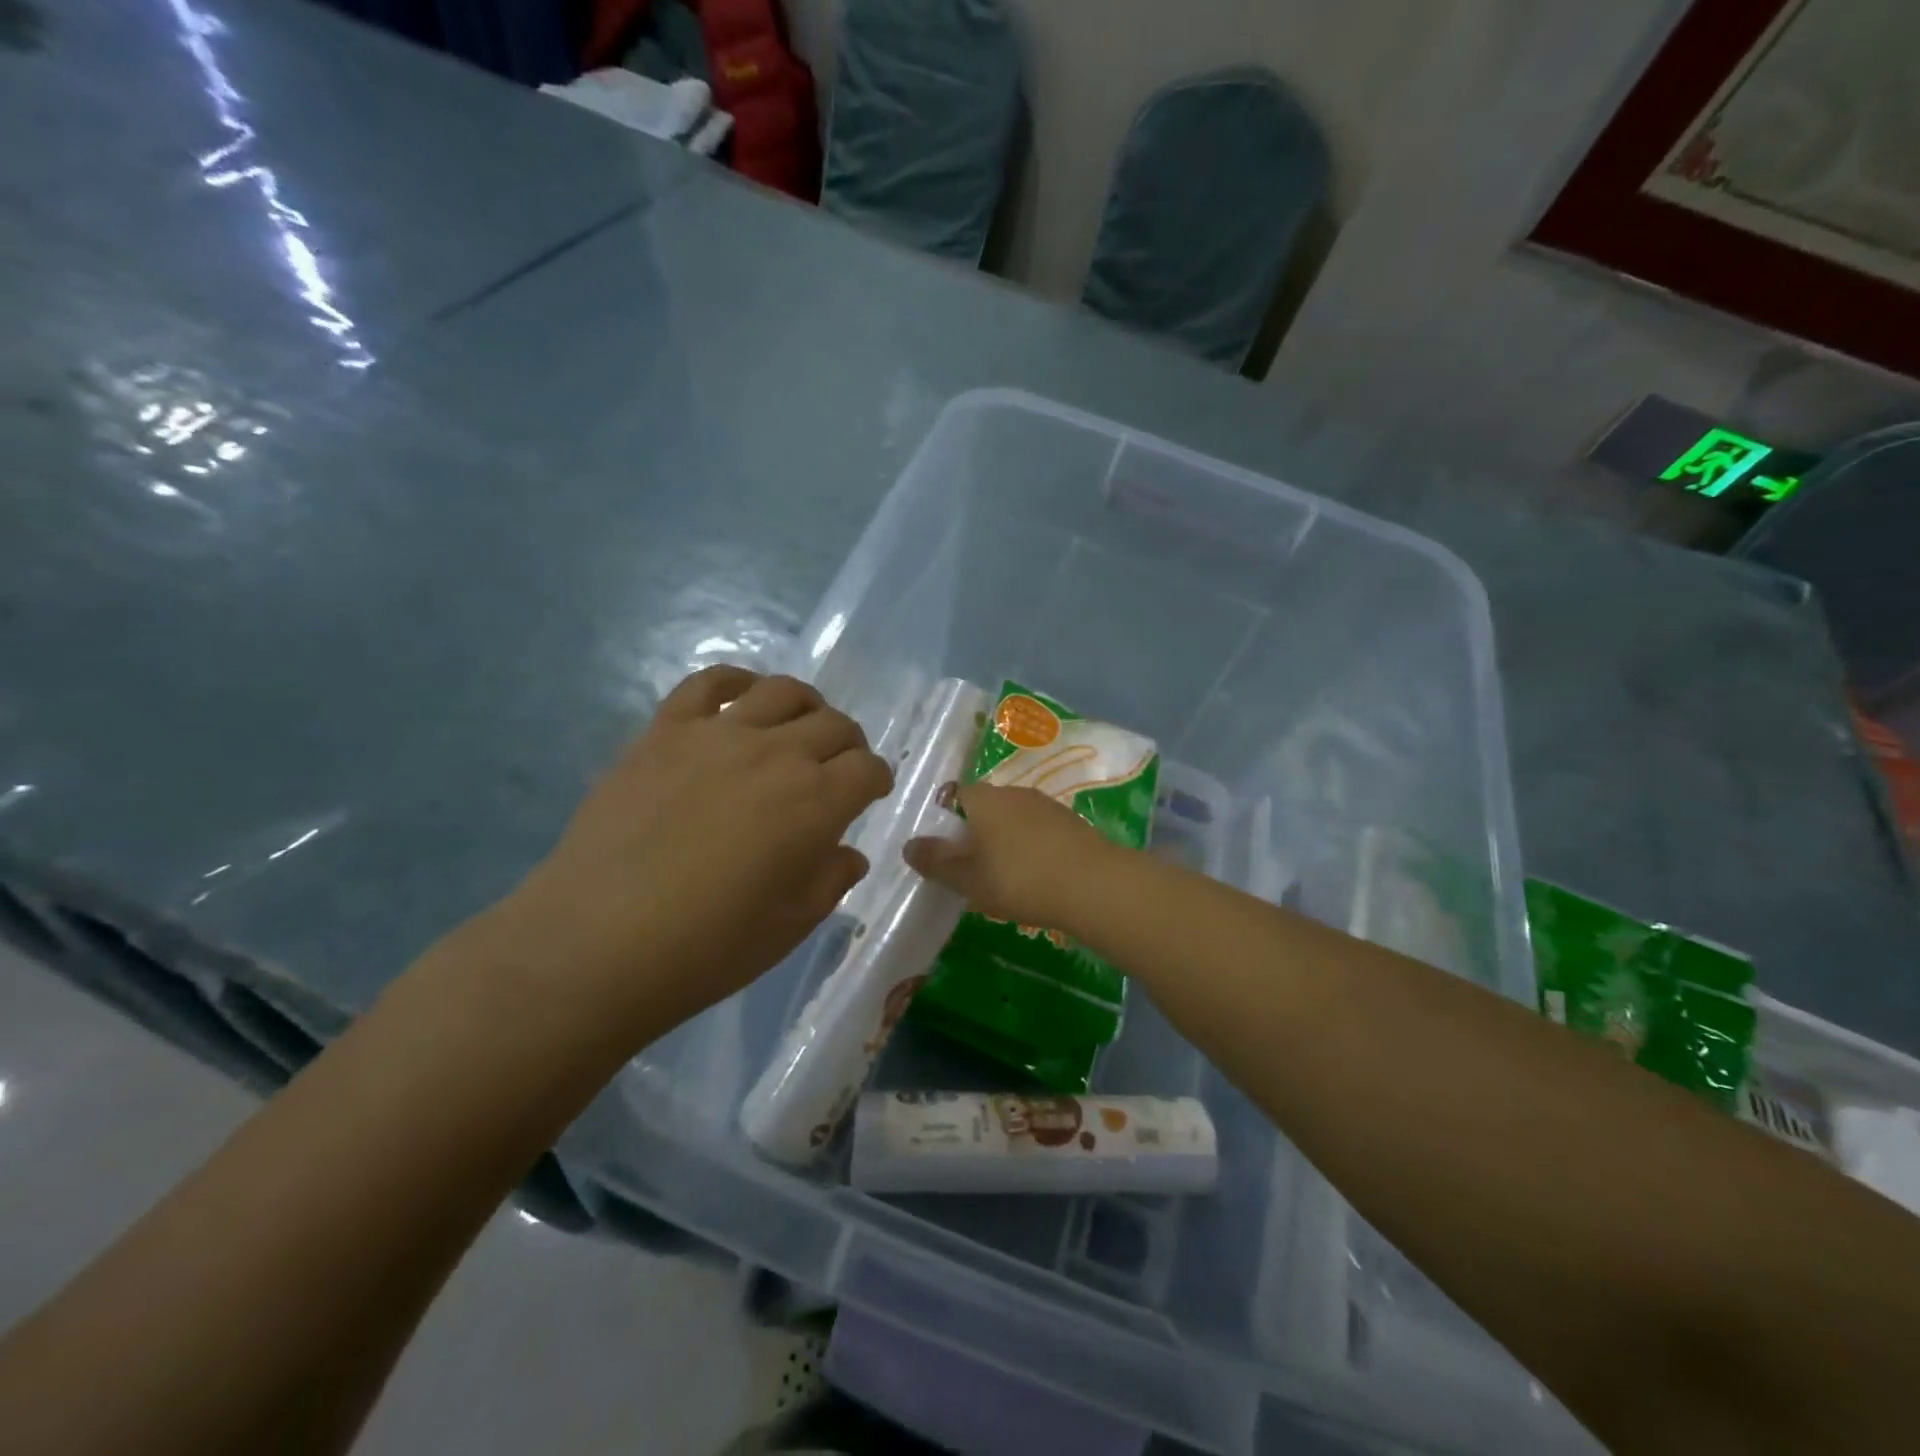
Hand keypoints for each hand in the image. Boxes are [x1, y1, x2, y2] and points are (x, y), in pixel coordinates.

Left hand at [495, 667, 892, 1034]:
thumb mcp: (789, 927)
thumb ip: (830, 881)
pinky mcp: (664, 732)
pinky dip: (737, 682)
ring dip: (807, 706)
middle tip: (838, 768)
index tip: (870, 794)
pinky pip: (708, 684)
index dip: (876, 779)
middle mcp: (776, 755)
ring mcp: (717, 735)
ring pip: (782, 692)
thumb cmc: (705, 949)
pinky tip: (743, 699)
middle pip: (833, 725)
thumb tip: (846, 853)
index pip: (867, 769)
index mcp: (815, 803)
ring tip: (799, 727)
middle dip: (848, 745)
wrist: (594, 944)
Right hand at [903, 781, 1117, 929]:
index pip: (954, 796)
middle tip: (972, 868)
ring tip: (1004, 875)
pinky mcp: (1070, 821)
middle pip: (985, 805)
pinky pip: (1038, 828)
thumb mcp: (969, 879)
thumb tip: (909, 845)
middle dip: (976, 831)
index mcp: (984, 798)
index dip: (946, 821)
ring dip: (1005, 839)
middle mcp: (1013, 791)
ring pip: (1013, 817)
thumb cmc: (1020, 879)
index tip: (946, 851)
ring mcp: (1045, 804)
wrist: (1094, 885)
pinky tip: (1036, 874)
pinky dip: (1031, 846)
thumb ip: (937, 862)